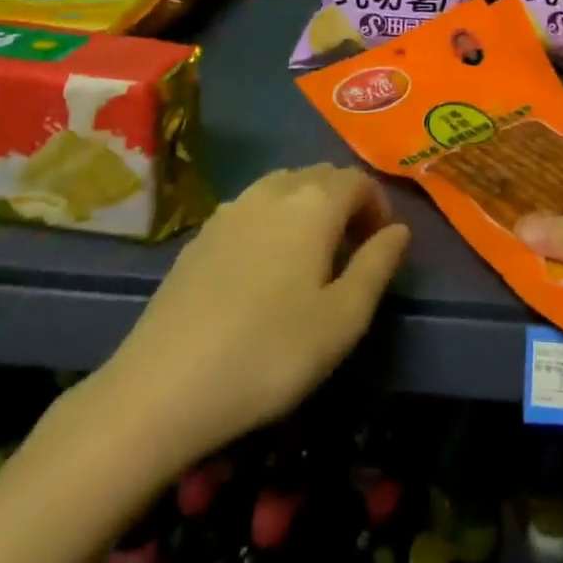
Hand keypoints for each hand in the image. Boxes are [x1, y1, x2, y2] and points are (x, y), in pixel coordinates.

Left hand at [88, 164, 410, 472]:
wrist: (162, 386)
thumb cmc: (269, 353)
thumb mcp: (343, 320)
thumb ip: (377, 266)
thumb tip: (399, 230)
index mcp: (313, 203)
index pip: (357, 180)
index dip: (377, 206)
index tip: (380, 246)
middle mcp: (272, 191)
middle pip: (320, 175)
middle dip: (345, 202)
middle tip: (351, 251)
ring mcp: (230, 209)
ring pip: (283, 186)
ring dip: (307, 207)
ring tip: (310, 257)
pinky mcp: (199, 234)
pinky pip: (250, 208)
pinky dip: (271, 220)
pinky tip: (263, 268)